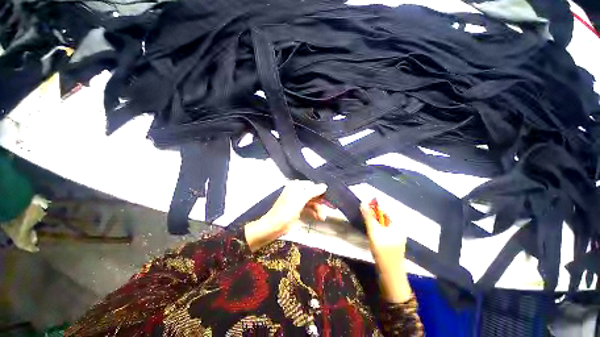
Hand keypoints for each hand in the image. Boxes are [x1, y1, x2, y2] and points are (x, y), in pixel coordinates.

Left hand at [245, 180, 327, 251]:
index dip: (319, 192)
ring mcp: (297, 201)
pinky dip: (313, 212)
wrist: (274, 226)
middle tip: (325, 211)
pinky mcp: (297, 209)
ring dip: (318, 209)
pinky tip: (318, 218)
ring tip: (322, 217)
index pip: (312, 185)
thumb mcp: (301, 199)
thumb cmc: (287, 210)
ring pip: (311, 202)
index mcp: (296, 186)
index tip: (327, 199)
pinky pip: (308, 208)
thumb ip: (313, 191)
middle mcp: (297, 191)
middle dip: (319, 202)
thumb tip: (324, 186)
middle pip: (312, 194)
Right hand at [361, 201, 411, 302]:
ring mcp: (397, 237)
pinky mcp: (392, 244)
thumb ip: (368, 217)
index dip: (374, 208)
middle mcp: (399, 229)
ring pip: (383, 225)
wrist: (390, 273)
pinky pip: (383, 232)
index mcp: (397, 225)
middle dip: (373, 216)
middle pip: (383, 218)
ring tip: (365, 224)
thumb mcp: (374, 231)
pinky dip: (376, 230)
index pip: (385, 211)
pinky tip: (371, 233)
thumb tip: (363, 202)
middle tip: (363, 216)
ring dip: (374, 223)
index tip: (363, 208)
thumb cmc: (382, 250)